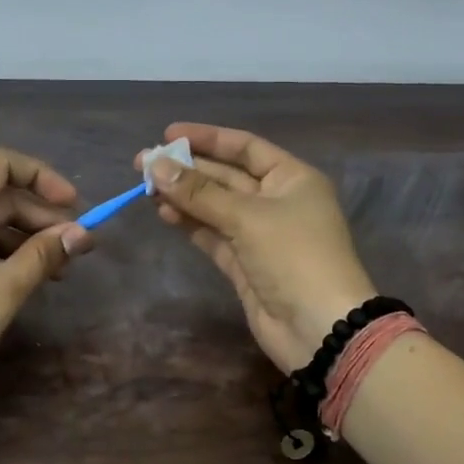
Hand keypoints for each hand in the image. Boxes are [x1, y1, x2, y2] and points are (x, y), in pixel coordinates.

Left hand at [0, 148, 88, 422]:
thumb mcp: (3, 292)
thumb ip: (44, 255)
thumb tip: (81, 234)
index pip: (0, 164)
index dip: (41, 176)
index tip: (72, 205)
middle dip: (39, 215)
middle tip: (75, 245)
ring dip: (22, 236)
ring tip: (58, 267)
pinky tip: (24, 275)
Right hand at [139, 123, 376, 372]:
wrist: (320, 328)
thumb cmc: (294, 256)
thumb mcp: (247, 217)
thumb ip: (199, 192)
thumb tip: (156, 165)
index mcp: (292, 178)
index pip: (245, 147)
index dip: (207, 138)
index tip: (168, 134)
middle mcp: (276, 201)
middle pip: (226, 176)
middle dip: (187, 169)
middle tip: (143, 163)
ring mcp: (259, 234)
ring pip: (215, 206)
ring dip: (183, 196)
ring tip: (146, 188)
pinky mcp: (244, 263)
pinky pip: (212, 234)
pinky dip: (190, 223)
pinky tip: (164, 213)